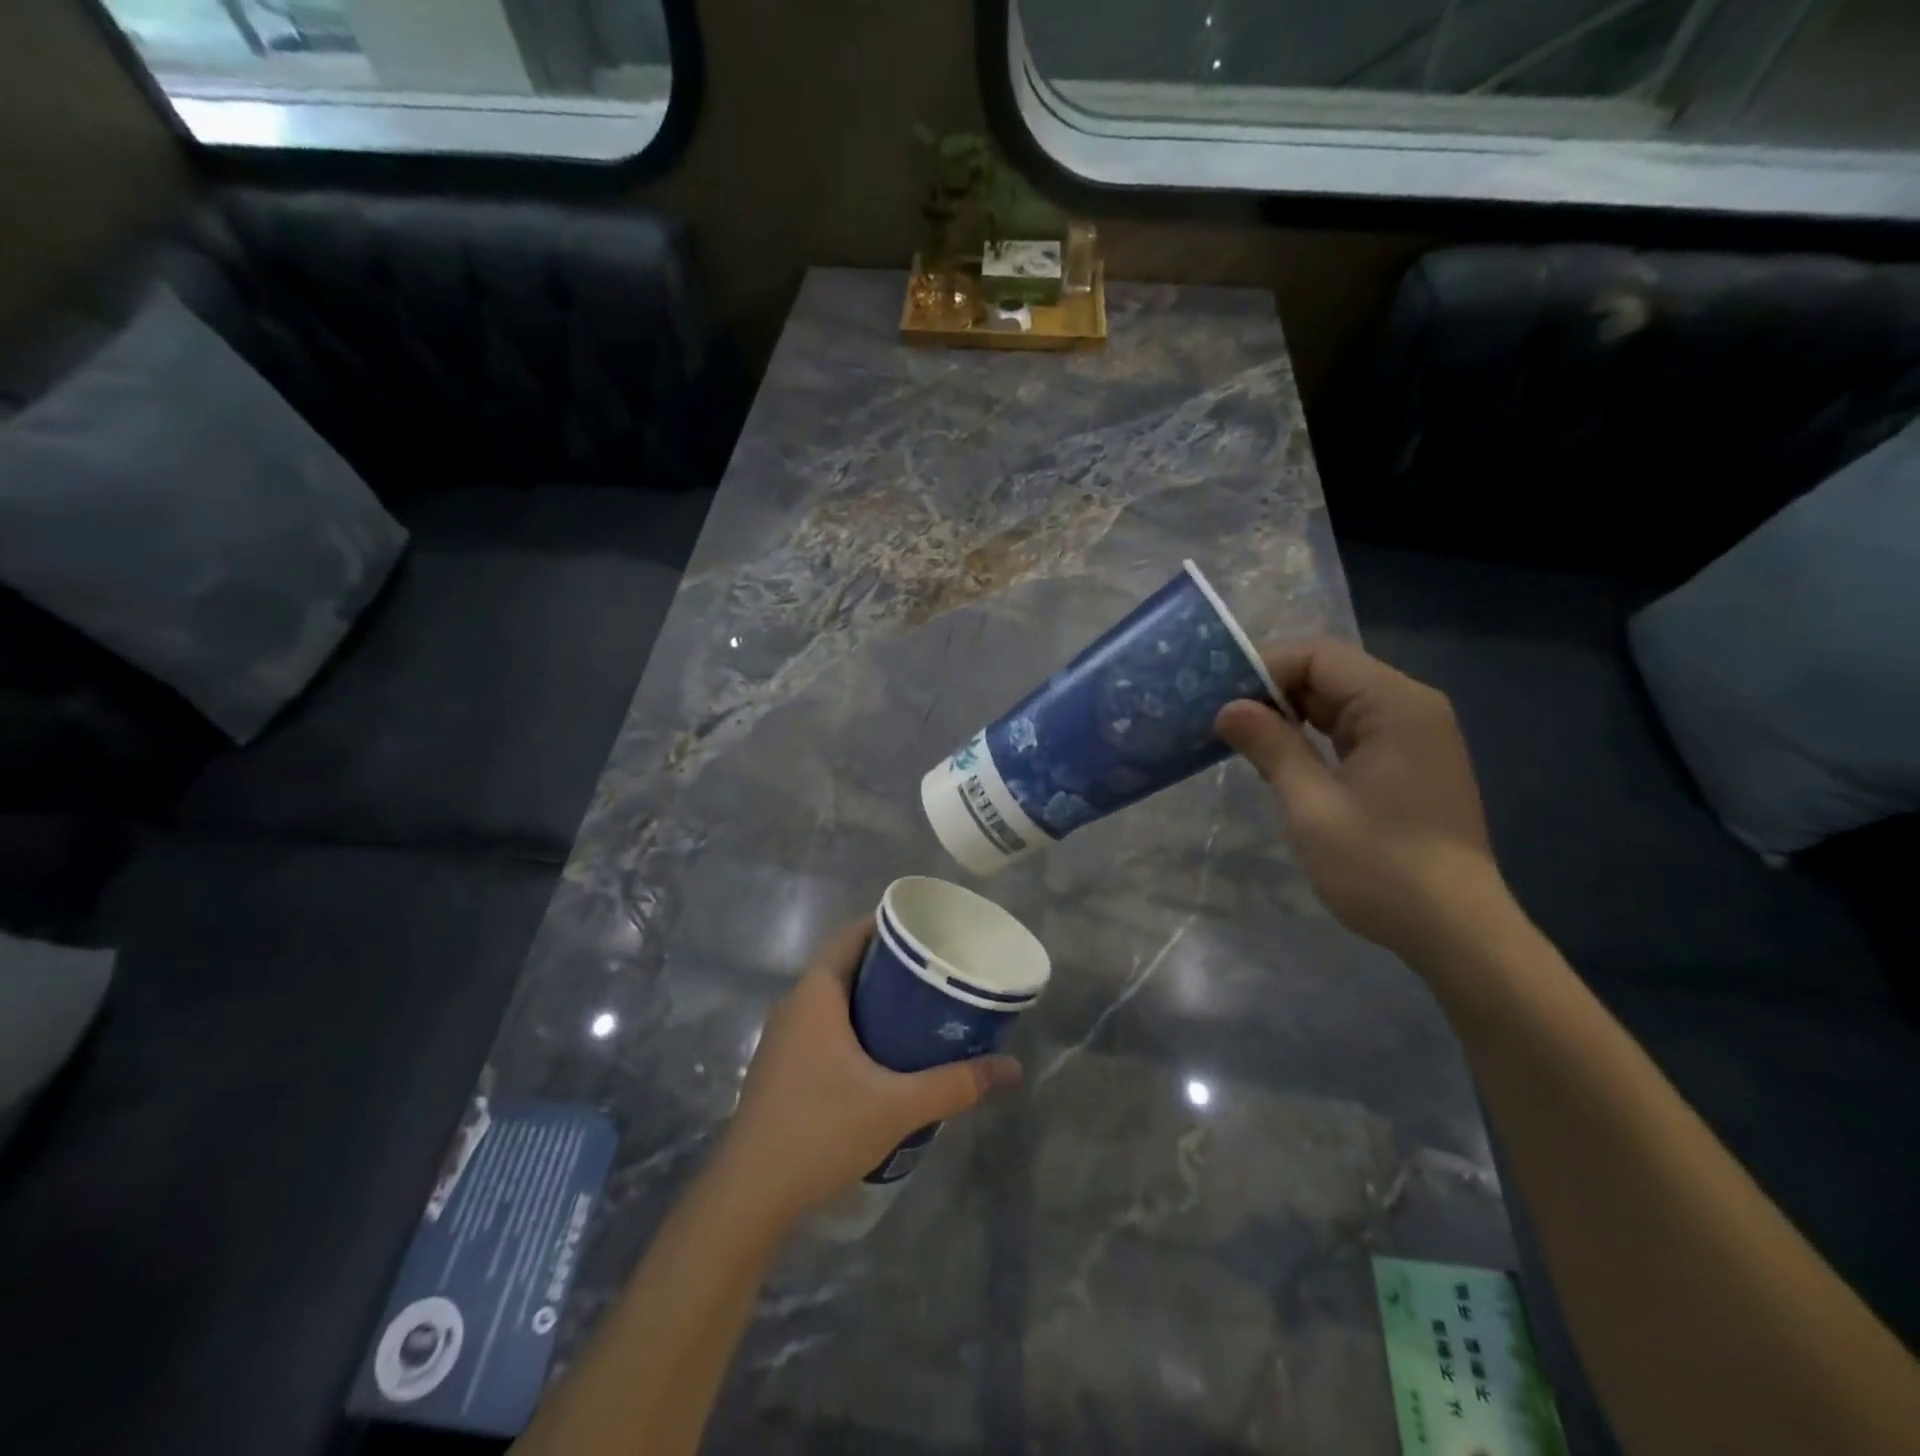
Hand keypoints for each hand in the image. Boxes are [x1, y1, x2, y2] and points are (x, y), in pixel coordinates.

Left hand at [717, 918, 1023, 1223]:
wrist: (749, 1196)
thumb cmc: (821, 1130)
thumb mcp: (898, 1106)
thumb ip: (956, 1084)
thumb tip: (1013, 1069)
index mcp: (815, 994)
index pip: (852, 936)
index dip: (888, 926)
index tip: (927, 931)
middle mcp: (794, 1005)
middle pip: (845, 965)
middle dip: (888, 965)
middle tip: (934, 973)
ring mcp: (782, 1039)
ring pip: (833, 1000)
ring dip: (870, 998)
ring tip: (917, 1009)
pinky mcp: (780, 1069)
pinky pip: (822, 1027)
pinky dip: (853, 1026)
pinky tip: (882, 1055)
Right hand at [1216, 638, 1505, 959]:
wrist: (1456, 932)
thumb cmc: (1380, 866)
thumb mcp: (1311, 805)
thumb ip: (1271, 747)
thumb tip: (1228, 708)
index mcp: (1395, 705)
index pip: (1319, 657)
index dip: (1264, 668)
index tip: (1219, 697)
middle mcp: (1411, 707)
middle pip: (1330, 673)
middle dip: (1273, 690)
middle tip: (1220, 717)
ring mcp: (1414, 736)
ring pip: (1339, 702)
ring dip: (1290, 713)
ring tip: (1240, 735)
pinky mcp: (1409, 763)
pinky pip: (1352, 729)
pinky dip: (1313, 735)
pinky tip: (1280, 755)